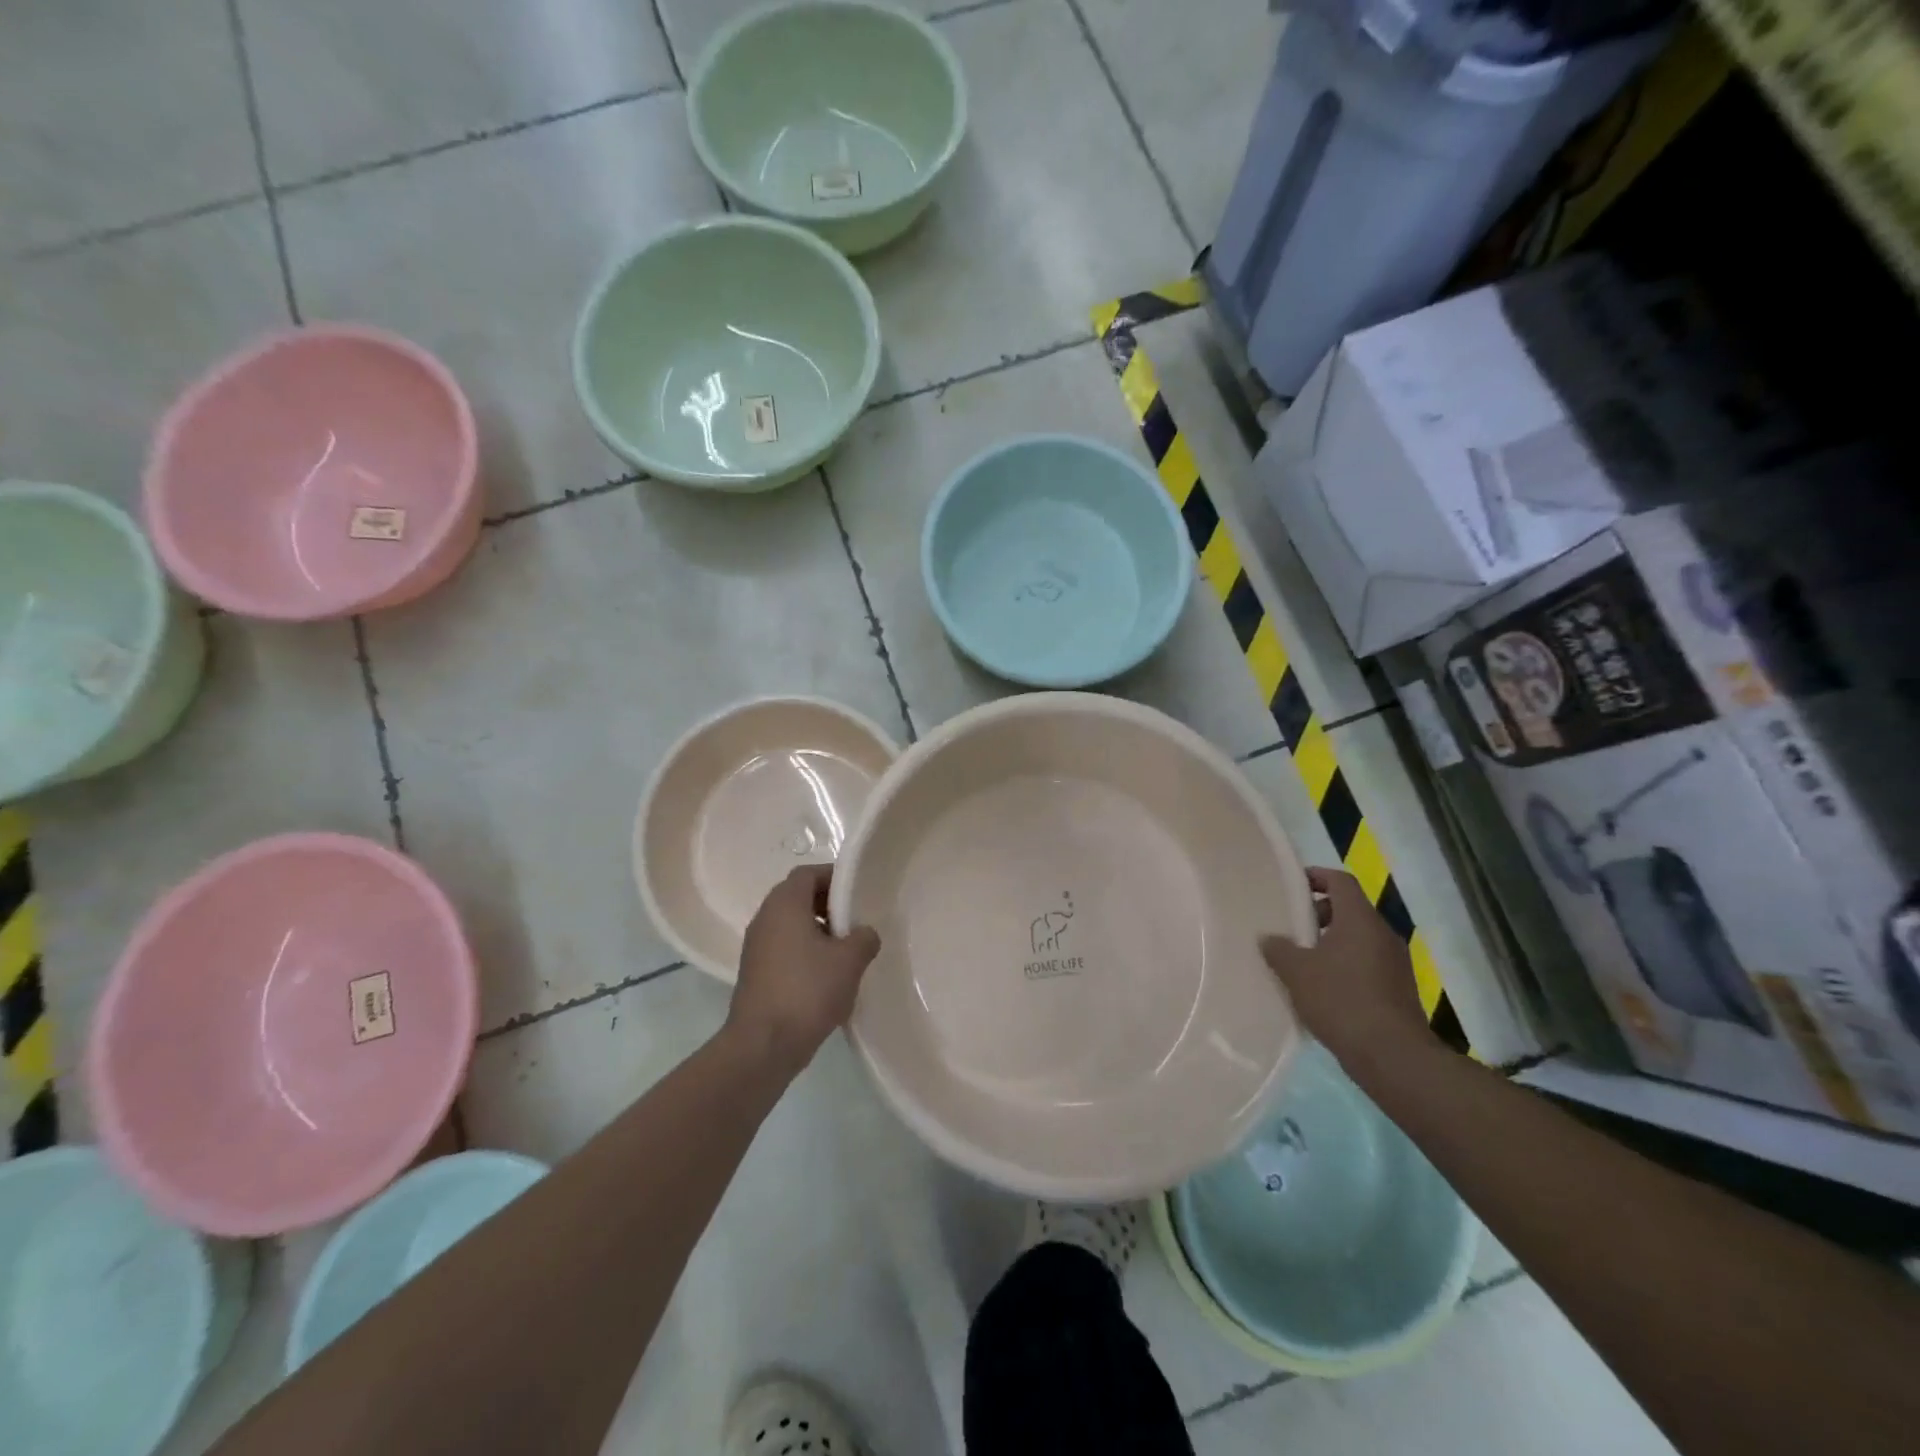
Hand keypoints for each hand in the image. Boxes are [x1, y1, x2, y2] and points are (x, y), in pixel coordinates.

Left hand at [727, 864, 880, 1073]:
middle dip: (829, 905)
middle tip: (856, 921)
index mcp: (784, 905)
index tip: (859, 893)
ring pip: (791, 925)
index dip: (834, 877)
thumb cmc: (807, 991)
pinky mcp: (756, 973)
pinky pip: (785, 949)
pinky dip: (806, 953)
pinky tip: (828, 977)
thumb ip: (864, 937)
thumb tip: (864, 933)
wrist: (763, 1046)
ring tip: (847, 951)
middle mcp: (765, 919)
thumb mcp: (850, 960)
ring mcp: (756, 947)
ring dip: (818, 931)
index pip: (808, 873)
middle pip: (798, 897)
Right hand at [1261, 867, 1434, 1076]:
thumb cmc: (1341, 1000)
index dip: (1316, 876)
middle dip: (1319, 914)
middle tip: (1291, 927)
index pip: (1340, 881)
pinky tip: (1322, 989)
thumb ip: (1279, 949)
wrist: (1392, 1056)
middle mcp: (1382, 934)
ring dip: (1330, 943)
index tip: (1292, 885)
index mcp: (1360, 920)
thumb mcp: (1297, 972)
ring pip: (1358, 939)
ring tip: (1302, 961)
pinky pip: (1366, 964)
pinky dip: (1344, 966)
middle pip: (1349, 909)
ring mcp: (1395, 963)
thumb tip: (1269, 938)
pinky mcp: (1398, 989)